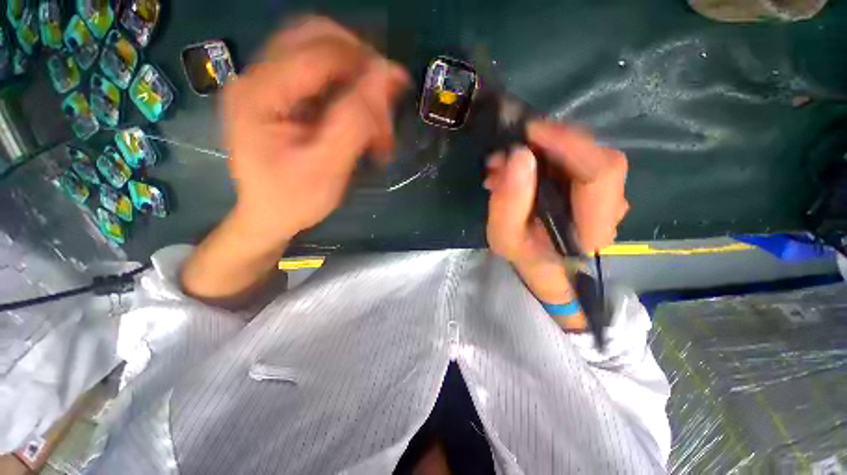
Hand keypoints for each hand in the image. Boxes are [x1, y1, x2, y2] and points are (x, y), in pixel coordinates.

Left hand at [222, 16, 408, 244]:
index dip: (365, 63)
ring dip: (356, 80)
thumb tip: (386, 76)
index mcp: (260, 92)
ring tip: (375, 119)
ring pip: (322, 54)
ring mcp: (268, 83)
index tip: (398, 88)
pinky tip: (361, 122)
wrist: (269, 216)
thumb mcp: (327, 167)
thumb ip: (354, 121)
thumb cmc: (294, 200)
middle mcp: (258, 76)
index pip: (320, 50)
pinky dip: (348, 93)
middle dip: (360, 64)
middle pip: (317, 37)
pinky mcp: (281, 96)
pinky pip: (322, 77)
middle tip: (384, 100)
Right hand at [485, 121, 628, 265]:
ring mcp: (607, 193)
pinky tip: (518, 164)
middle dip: (550, 144)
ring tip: (506, 161)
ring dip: (543, 148)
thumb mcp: (504, 236)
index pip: (601, 172)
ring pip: (584, 152)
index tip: (530, 130)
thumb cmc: (523, 254)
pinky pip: (574, 157)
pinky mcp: (593, 184)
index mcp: (594, 228)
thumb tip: (519, 155)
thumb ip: (509, 202)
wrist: (539, 262)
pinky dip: (545, 153)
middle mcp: (610, 206)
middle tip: (509, 148)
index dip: (569, 143)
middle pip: (594, 156)